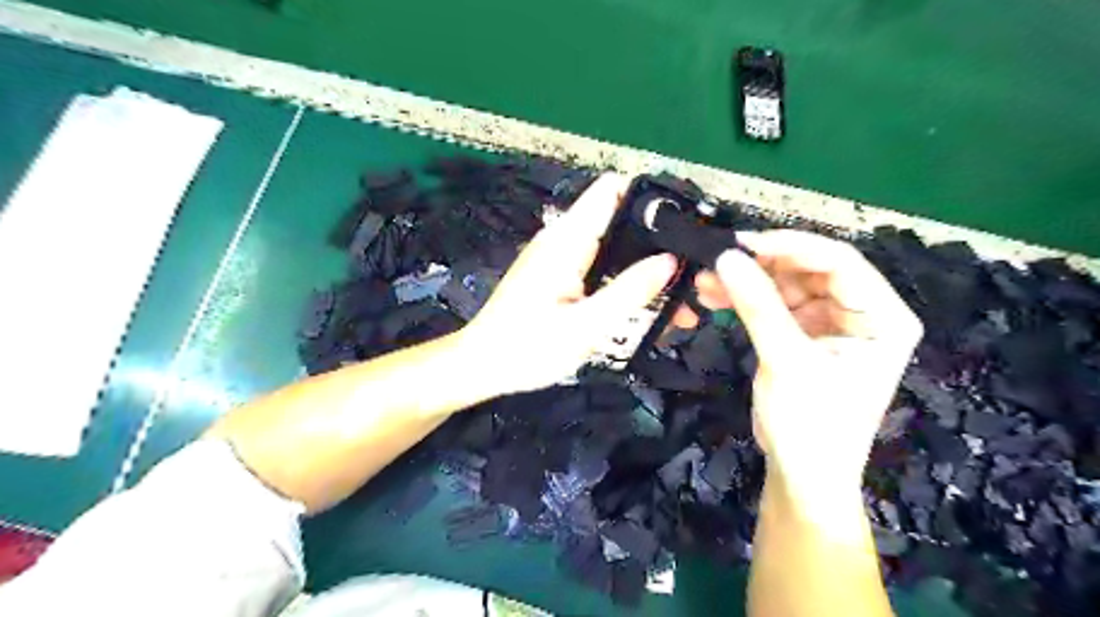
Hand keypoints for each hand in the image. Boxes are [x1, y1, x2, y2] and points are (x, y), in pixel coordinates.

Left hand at [457, 174, 680, 395]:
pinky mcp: (559, 275)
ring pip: (614, 246)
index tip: (684, 223)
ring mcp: (561, 257)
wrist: (481, 366)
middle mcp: (564, 239)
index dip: (649, 197)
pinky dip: (626, 279)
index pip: (611, 191)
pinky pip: (600, 266)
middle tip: (692, 271)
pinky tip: (647, 304)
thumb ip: (629, 292)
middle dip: (656, 240)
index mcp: (567, 240)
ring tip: (680, 296)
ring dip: (645, 265)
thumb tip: (669, 260)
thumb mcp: (585, 326)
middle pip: (619, 219)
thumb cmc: (527, 349)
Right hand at [705, 228, 919, 497]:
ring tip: (705, 281)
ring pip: (784, 285)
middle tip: (718, 260)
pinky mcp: (801, 334)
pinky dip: (743, 299)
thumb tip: (726, 257)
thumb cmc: (812, 426)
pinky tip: (713, 296)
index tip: (743, 243)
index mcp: (883, 317)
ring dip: (746, 281)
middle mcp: (860, 313)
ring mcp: (828, 323)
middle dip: (761, 265)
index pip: (840, 263)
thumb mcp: (787, 362)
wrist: (801, 476)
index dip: (791, 246)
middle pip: (809, 270)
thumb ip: (758, 306)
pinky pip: (771, 305)